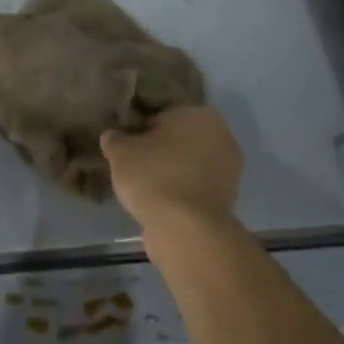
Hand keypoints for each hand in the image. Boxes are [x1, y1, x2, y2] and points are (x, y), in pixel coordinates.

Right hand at [101, 105, 243, 245]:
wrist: (187, 230)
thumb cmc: (154, 176)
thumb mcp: (120, 152)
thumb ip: (115, 138)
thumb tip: (113, 136)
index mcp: (198, 113)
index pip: (163, 112)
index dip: (142, 126)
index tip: (127, 142)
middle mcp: (222, 135)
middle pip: (180, 138)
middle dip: (161, 148)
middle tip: (134, 162)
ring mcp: (229, 170)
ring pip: (190, 163)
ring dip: (172, 171)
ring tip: (145, 185)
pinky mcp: (228, 200)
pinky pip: (196, 187)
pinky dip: (181, 191)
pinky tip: (160, 202)